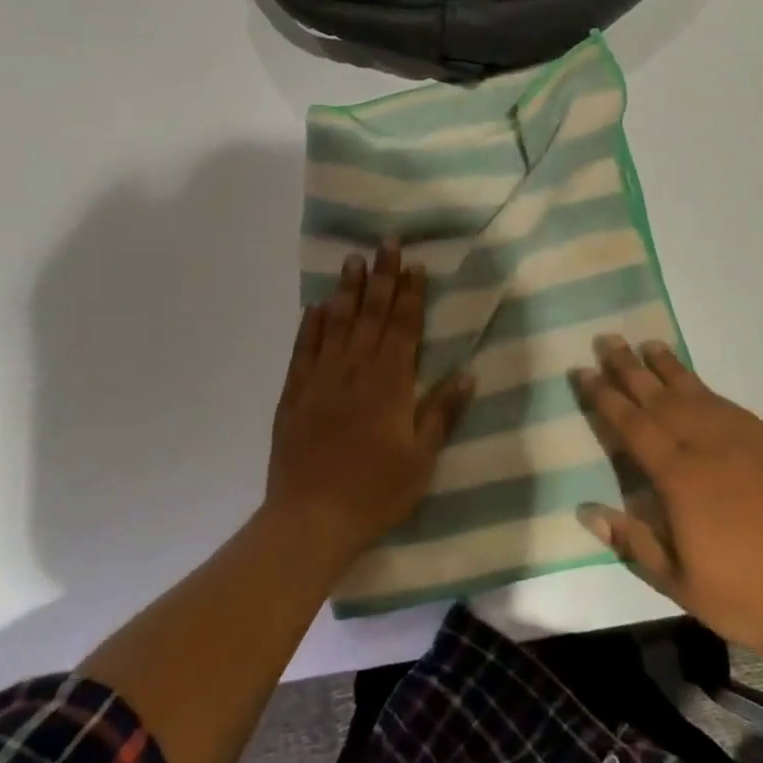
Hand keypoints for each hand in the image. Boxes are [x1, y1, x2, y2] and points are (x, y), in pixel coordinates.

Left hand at [265, 242, 473, 569]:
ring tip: (353, 260)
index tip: (414, 264)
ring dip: (347, 290)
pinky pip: (304, 349)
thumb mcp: (421, 458)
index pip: (403, 327)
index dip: (411, 294)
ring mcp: (321, 378)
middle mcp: (356, 370)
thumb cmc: (374, 492)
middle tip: (385, 243)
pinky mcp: (295, 392)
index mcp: (390, 383)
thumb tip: (467, 371)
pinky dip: (311, 324)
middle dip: (382, 277)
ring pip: (337, 323)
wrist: (310, 519)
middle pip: (371, 314)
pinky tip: (317, 305)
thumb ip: (441, 411)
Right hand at [574, 338, 762, 669]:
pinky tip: (696, 384)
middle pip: (659, 397)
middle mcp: (707, 445)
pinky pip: (727, 404)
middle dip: (629, 368)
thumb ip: (633, 541)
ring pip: (696, 392)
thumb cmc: (749, 596)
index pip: (632, 425)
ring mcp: (743, 439)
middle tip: (607, 340)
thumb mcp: (680, 584)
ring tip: (648, 345)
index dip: (605, 397)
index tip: (583, 371)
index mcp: (680, 477)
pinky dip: (704, 388)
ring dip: (667, 367)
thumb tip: (586, 510)